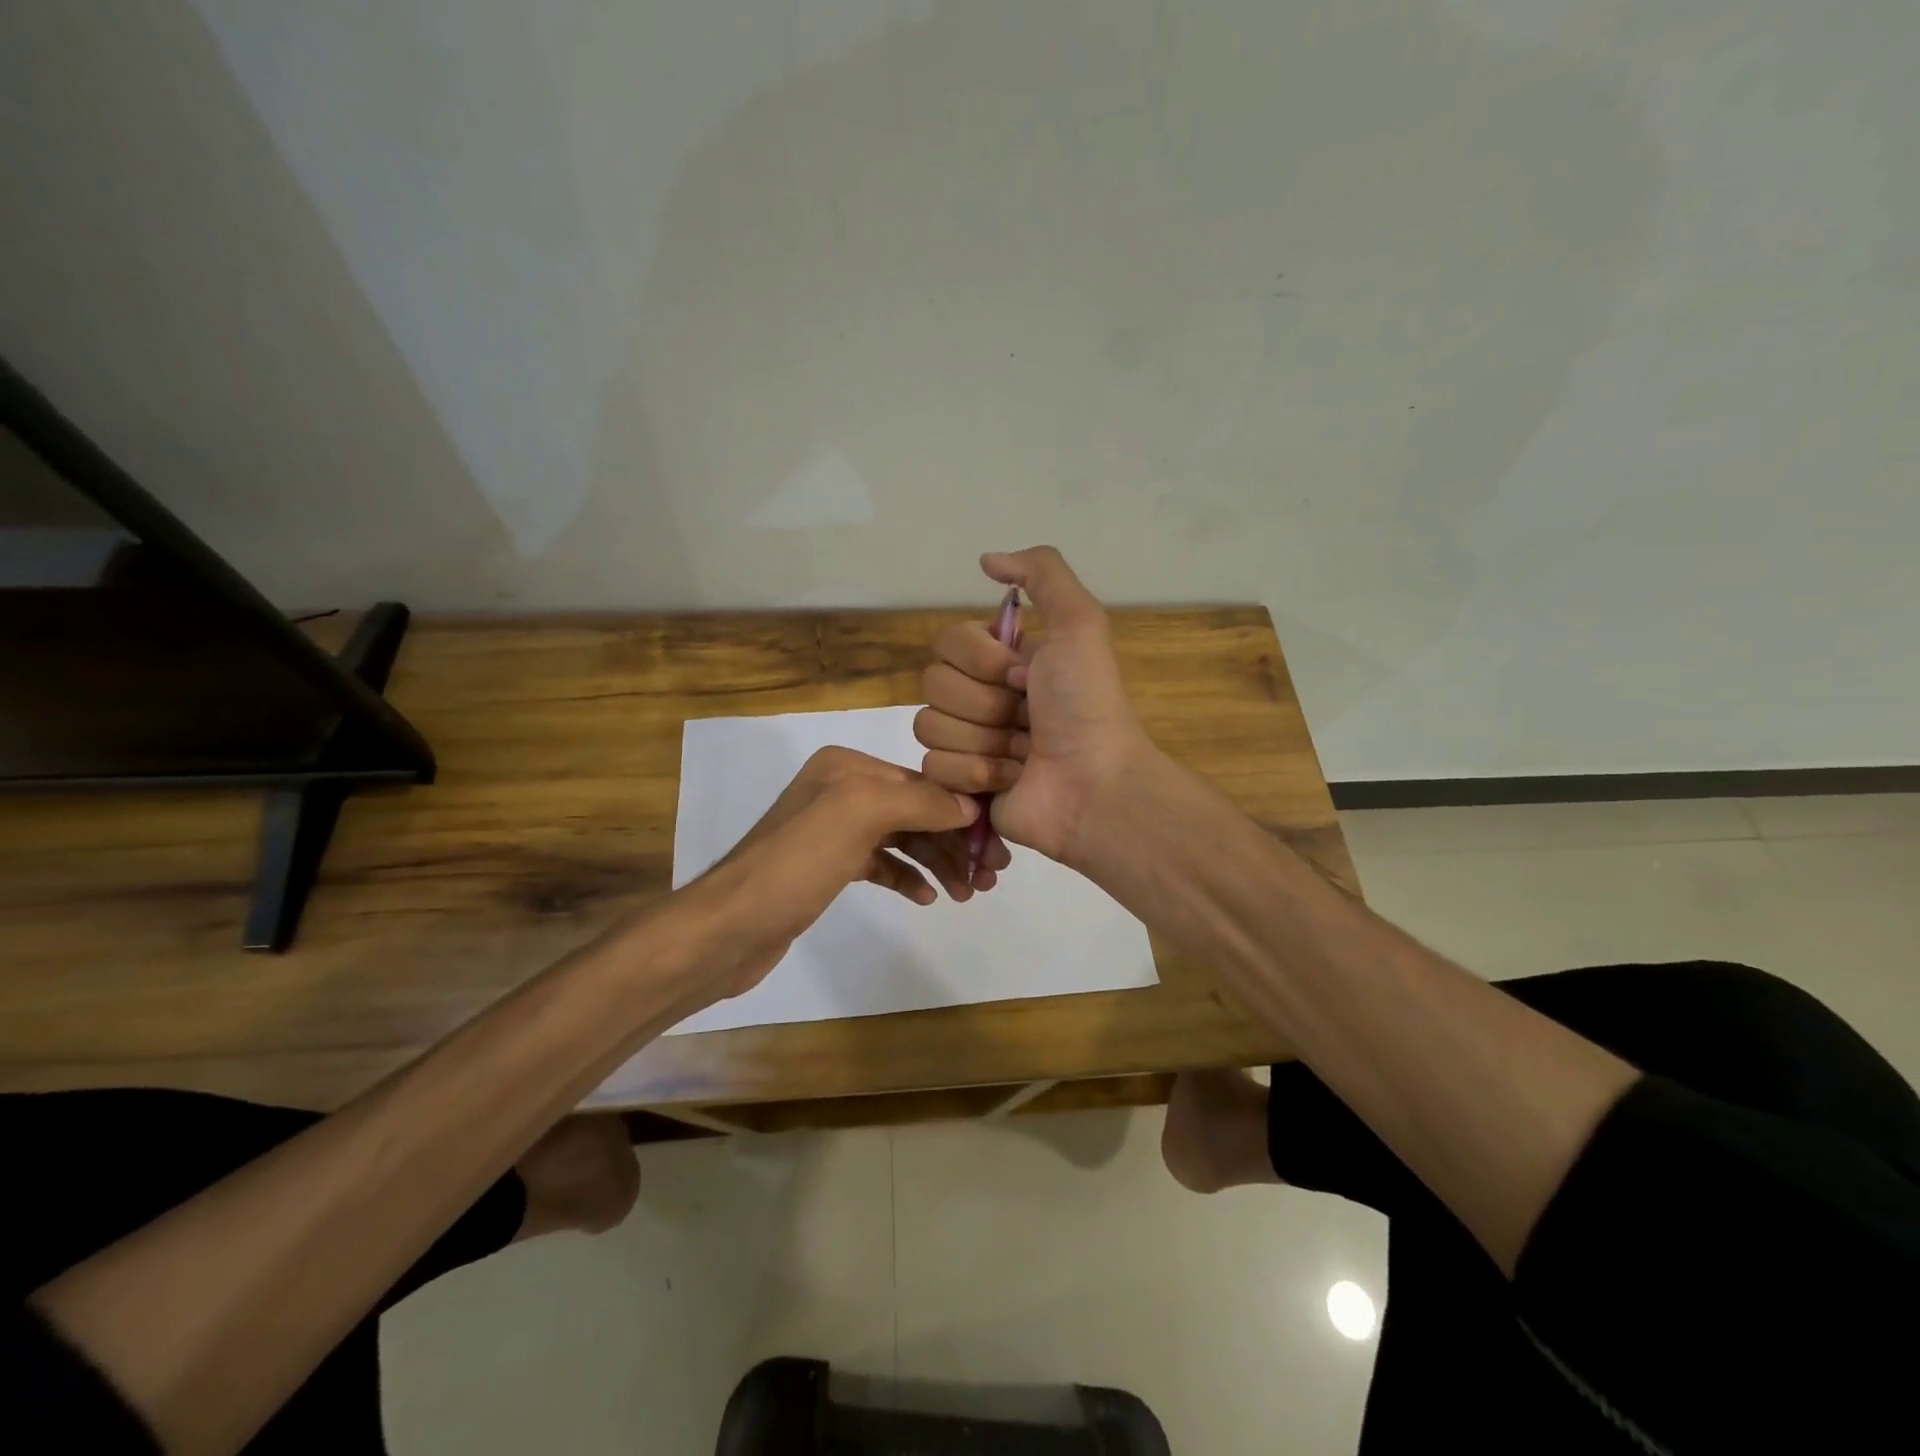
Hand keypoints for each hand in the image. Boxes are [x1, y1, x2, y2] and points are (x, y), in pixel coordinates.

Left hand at [688, 746, 981, 999]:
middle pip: (915, 810)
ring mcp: (833, 830)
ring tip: (968, 892)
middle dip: (954, 840)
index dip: (963, 811)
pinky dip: (906, 876)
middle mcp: (841, 790)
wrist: (730, 927)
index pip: (922, 781)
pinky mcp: (828, 867)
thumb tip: (970, 807)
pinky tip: (927, 897)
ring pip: (902, 839)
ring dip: (936, 862)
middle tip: (989, 876)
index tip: (997, 845)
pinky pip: (881, 863)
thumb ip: (919, 802)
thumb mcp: (860, 815)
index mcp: (847, 767)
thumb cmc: (797, 863)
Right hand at [915, 546, 1154, 866]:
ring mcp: (968, 742)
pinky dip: (975, 774)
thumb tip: (986, 560)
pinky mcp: (959, 785)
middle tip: (1026, 718)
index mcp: (1002, 660)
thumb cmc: (1086, 705)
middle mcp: (981, 696)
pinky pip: (933, 767)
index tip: (1024, 675)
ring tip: (1022, 754)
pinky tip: (1009, 780)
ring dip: (983, 741)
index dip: (980, 660)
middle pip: (933, 685)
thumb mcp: (1079, 623)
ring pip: (929, 726)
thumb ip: (1041, 574)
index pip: (947, 642)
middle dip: (984, 704)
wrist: (1093, 786)